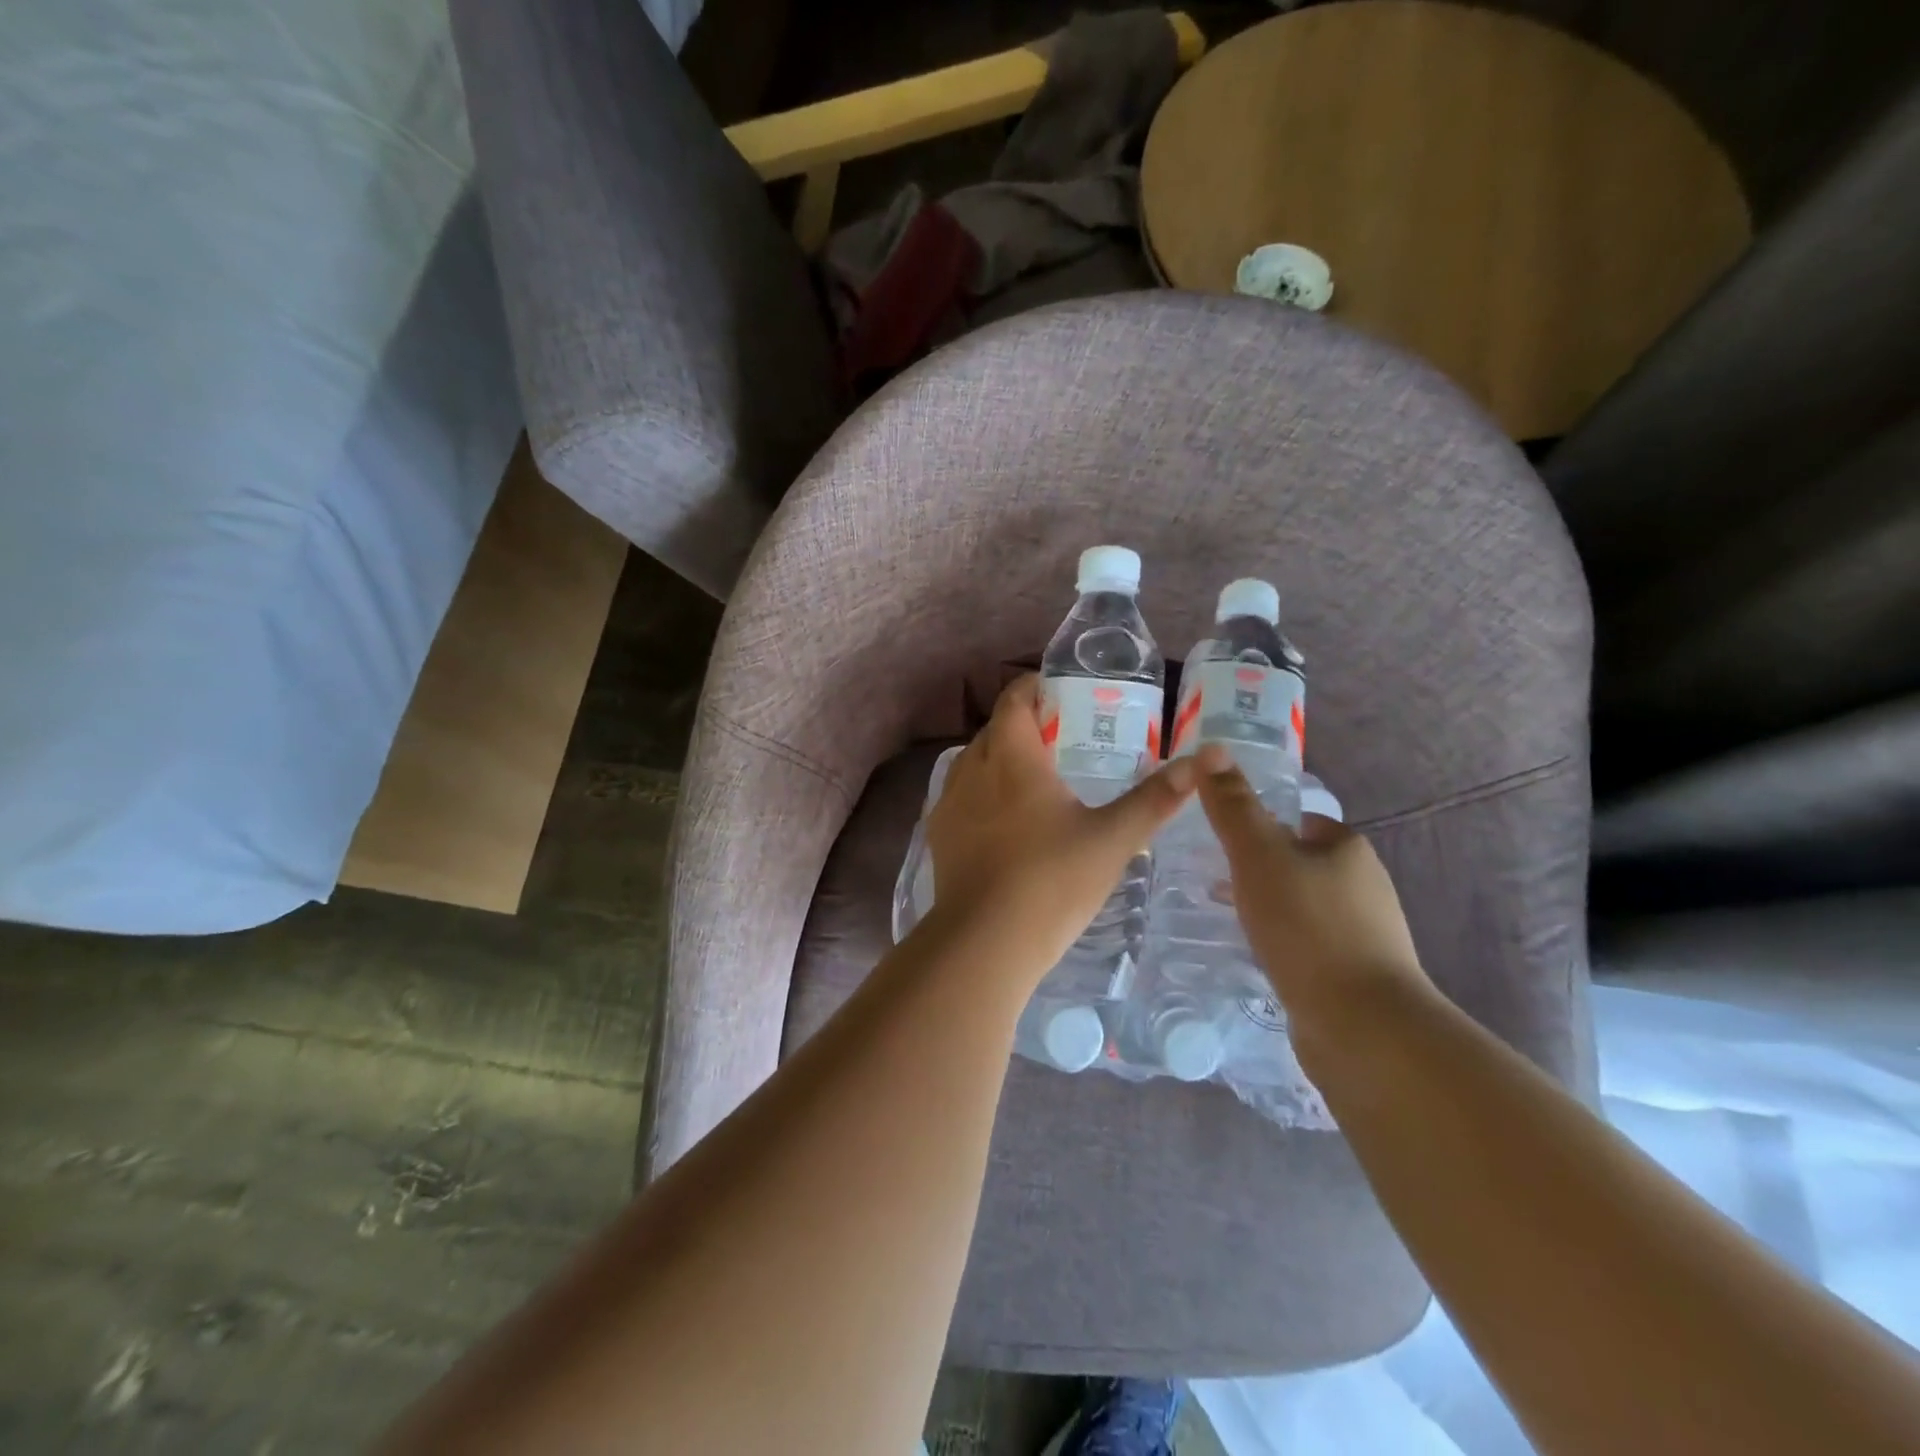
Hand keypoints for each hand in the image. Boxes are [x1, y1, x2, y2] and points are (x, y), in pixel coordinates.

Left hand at [925, 675, 1197, 981]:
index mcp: (1012, 757)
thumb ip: (1155, 799)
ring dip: (1000, 758)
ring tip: (1034, 777)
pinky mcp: (940, 834)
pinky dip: (983, 791)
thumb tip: (1202, 760)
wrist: (985, 942)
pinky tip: (1004, 819)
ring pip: (974, 761)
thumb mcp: (1113, 839)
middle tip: (1060, 737)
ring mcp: (950, 803)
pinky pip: (961, 795)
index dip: (1034, 688)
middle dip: (1023, 724)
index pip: (1015, 699)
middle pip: (995, 728)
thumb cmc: (1052, 881)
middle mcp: (973, 769)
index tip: (1059, 692)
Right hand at [1193, 744, 1431, 1037]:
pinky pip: (1308, 943)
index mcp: (1347, 849)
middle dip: (1258, 869)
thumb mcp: (1259, 856)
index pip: (1297, 821)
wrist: (1362, 1026)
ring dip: (1267, 907)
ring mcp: (1365, 933)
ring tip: (1225, 919)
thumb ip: (1233, 806)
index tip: (1219, 841)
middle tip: (1210, 879)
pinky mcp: (1357, 974)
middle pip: (1299, 863)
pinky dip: (1281, 942)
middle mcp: (1364, 885)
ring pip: (1302, 905)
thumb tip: (1212, 748)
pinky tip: (1257, 957)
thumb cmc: (1307, 928)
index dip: (1257, 825)